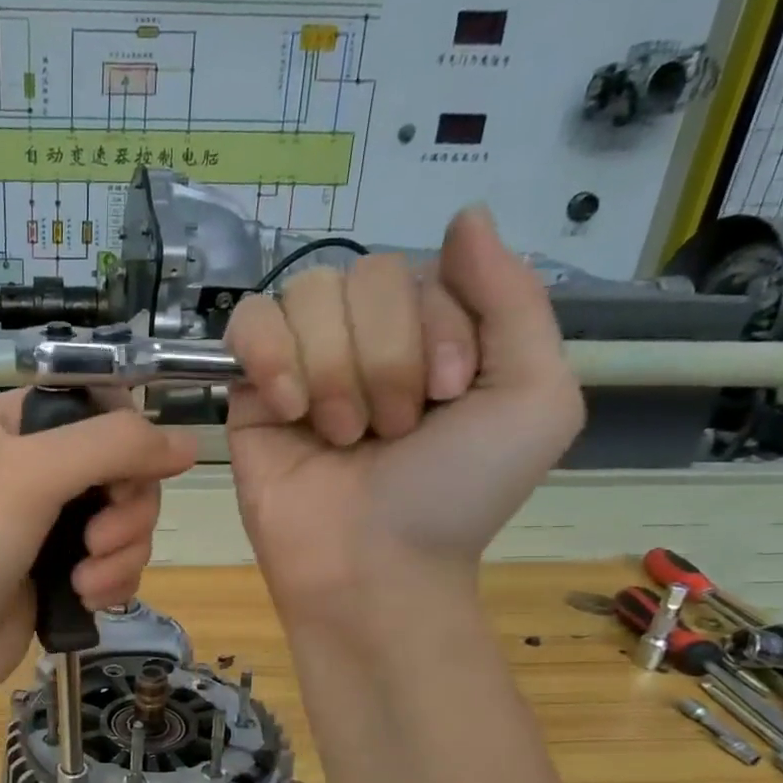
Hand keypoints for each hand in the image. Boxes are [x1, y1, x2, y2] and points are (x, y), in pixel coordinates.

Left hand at [0, 390, 196, 712]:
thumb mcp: (35, 473)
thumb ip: (115, 445)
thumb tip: (190, 443)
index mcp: (20, 423)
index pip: (103, 404)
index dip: (129, 436)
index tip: (128, 471)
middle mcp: (39, 465)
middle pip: (127, 467)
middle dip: (126, 510)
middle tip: (97, 542)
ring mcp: (53, 521)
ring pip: (129, 519)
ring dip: (121, 553)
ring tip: (85, 581)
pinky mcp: (66, 569)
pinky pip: (120, 560)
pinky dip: (113, 580)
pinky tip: (88, 600)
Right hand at [224, 206, 584, 630]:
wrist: (373, 567)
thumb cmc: (455, 495)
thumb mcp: (533, 397)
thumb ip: (513, 298)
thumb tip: (464, 214)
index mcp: (434, 333)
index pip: (424, 268)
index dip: (435, 328)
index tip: (444, 398)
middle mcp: (367, 339)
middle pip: (364, 275)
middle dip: (386, 358)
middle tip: (390, 432)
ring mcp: (304, 363)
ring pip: (309, 295)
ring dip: (335, 371)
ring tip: (341, 436)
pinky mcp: (250, 392)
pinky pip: (249, 322)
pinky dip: (272, 356)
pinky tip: (288, 409)